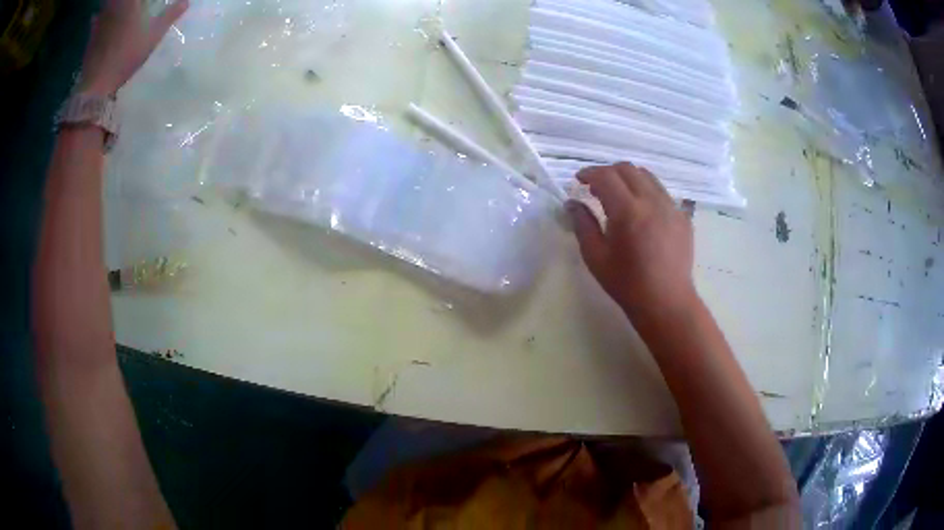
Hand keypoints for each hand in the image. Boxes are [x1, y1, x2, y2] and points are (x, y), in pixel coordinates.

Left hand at [78, 0, 188, 95]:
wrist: (97, 84)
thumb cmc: (127, 55)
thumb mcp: (153, 35)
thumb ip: (170, 15)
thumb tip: (186, 2)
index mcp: (131, 1)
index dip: (139, 0)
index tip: (144, 2)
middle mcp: (115, 5)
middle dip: (125, 2)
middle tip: (132, 6)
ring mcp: (101, 19)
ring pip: (107, 4)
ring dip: (112, 5)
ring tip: (117, 8)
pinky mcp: (91, 34)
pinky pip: (96, 18)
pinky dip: (98, 16)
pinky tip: (99, 18)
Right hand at [567, 163, 697, 325]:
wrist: (666, 302)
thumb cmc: (627, 284)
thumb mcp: (596, 257)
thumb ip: (582, 224)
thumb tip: (572, 203)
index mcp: (628, 211)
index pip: (606, 176)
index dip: (589, 173)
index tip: (579, 180)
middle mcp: (652, 201)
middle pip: (628, 169)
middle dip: (608, 172)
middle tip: (596, 187)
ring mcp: (671, 207)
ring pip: (648, 177)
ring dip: (629, 179)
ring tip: (619, 196)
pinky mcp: (683, 217)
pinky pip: (662, 193)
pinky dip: (647, 193)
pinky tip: (642, 212)